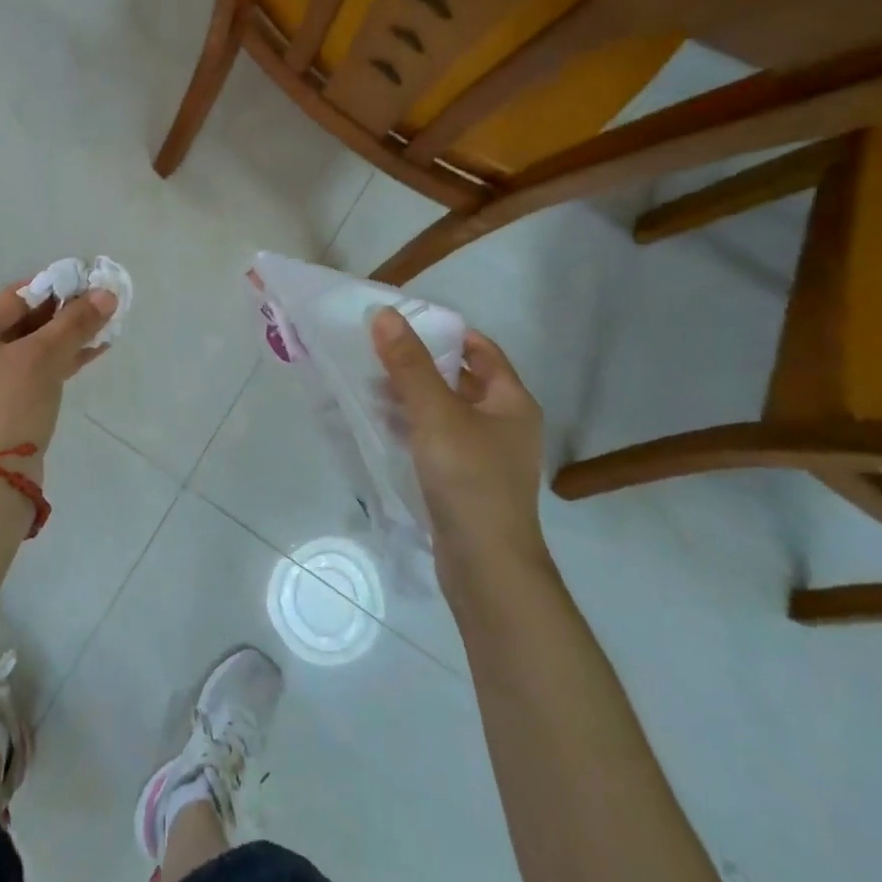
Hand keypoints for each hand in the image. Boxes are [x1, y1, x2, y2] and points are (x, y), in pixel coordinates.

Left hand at [0, 280, 116, 480]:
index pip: (13, 298)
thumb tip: (107, 293)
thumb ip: (74, 323)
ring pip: (32, 349)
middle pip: (22, 323)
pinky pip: (34, 372)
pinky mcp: (3, 407)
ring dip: (67, 337)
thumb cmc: (7, 406)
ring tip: (106, 325)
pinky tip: (94, 350)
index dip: (53, 287)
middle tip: (101, 303)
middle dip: (64, 314)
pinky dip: (61, 361)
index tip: (88, 281)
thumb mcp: (42, 358)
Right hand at [371, 310, 547, 568]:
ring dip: (411, 395)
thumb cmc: (469, 479)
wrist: (486, 566)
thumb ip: (409, 364)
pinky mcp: (465, 480)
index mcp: (510, 401)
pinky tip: (381, 424)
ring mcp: (485, 455)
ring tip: (370, 385)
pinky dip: (412, 426)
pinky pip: (436, 438)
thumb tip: (385, 315)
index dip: (443, 332)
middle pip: (459, 378)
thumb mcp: (436, 414)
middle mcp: (504, 423)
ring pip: (444, 410)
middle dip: (419, 364)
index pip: (479, 349)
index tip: (402, 323)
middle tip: (377, 351)